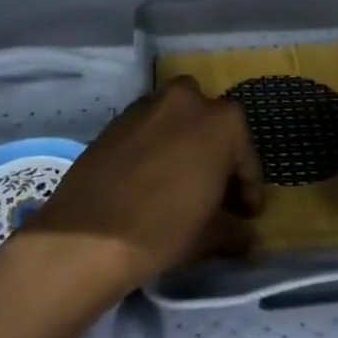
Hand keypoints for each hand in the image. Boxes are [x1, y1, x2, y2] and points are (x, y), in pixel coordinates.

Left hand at [19, 78, 262, 295]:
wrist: (89, 234)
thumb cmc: (164, 228)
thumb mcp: (209, 235)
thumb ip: (234, 230)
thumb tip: (248, 238)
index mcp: (221, 121)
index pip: (245, 154)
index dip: (248, 187)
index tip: (246, 214)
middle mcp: (187, 100)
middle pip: (210, 124)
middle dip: (215, 152)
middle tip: (213, 191)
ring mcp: (148, 105)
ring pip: (176, 120)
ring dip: (183, 144)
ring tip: (179, 183)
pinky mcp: (116, 119)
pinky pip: (147, 128)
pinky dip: (154, 146)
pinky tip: (148, 179)